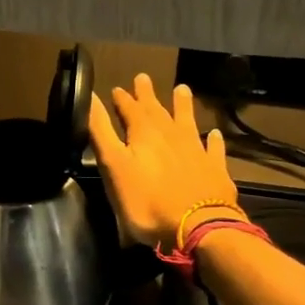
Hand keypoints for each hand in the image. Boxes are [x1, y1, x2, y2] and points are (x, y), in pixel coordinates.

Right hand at [88, 74, 235, 248]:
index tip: (117, 89)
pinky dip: (212, 140)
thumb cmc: (147, 201)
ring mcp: (196, 150)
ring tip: (182, 88)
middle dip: (147, 95)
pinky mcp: (214, 169)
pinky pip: (213, 148)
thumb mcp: (113, 167)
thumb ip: (102, 133)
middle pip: (157, 110)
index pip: (129, 109)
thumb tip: (90, 99)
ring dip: (183, 105)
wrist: (198, 226)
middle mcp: (171, 135)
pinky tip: (213, 134)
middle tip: (143, 77)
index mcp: (143, 133)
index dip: (121, 99)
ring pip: (187, 120)